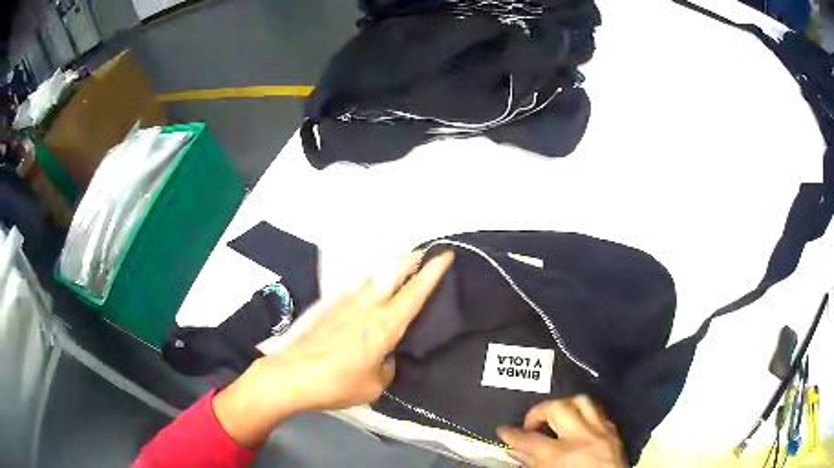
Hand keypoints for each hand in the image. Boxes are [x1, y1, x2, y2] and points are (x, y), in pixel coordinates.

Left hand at [213, 251, 453, 446]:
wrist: (291, 374)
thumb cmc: (336, 383)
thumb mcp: (373, 385)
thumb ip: (386, 367)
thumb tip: (385, 357)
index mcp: (384, 325)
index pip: (415, 292)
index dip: (433, 271)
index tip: (445, 254)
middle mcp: (367, 305)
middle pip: (393, 269)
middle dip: (413, 258)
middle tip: (426, 256)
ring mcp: (345, 301)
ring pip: (374, 274)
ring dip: (391, 268)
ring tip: (402, 272)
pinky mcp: (329, 304)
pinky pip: (358, 285)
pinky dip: (372, 281)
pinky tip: (370, 292)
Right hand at [497, 395, 626, 467]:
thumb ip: (532, 463)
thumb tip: (518, 450)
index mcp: (561, 455)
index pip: (529, 440)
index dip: (511, 434)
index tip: (503, 430)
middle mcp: (582, 437)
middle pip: (557, 408)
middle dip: (539, 412)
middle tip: (531, 424)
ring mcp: (601, 432)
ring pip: (582, 401)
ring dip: (564, 406)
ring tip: (555, 418)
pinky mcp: (614, 432)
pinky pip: (598, 412)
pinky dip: (584, 415)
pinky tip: (577, 425)